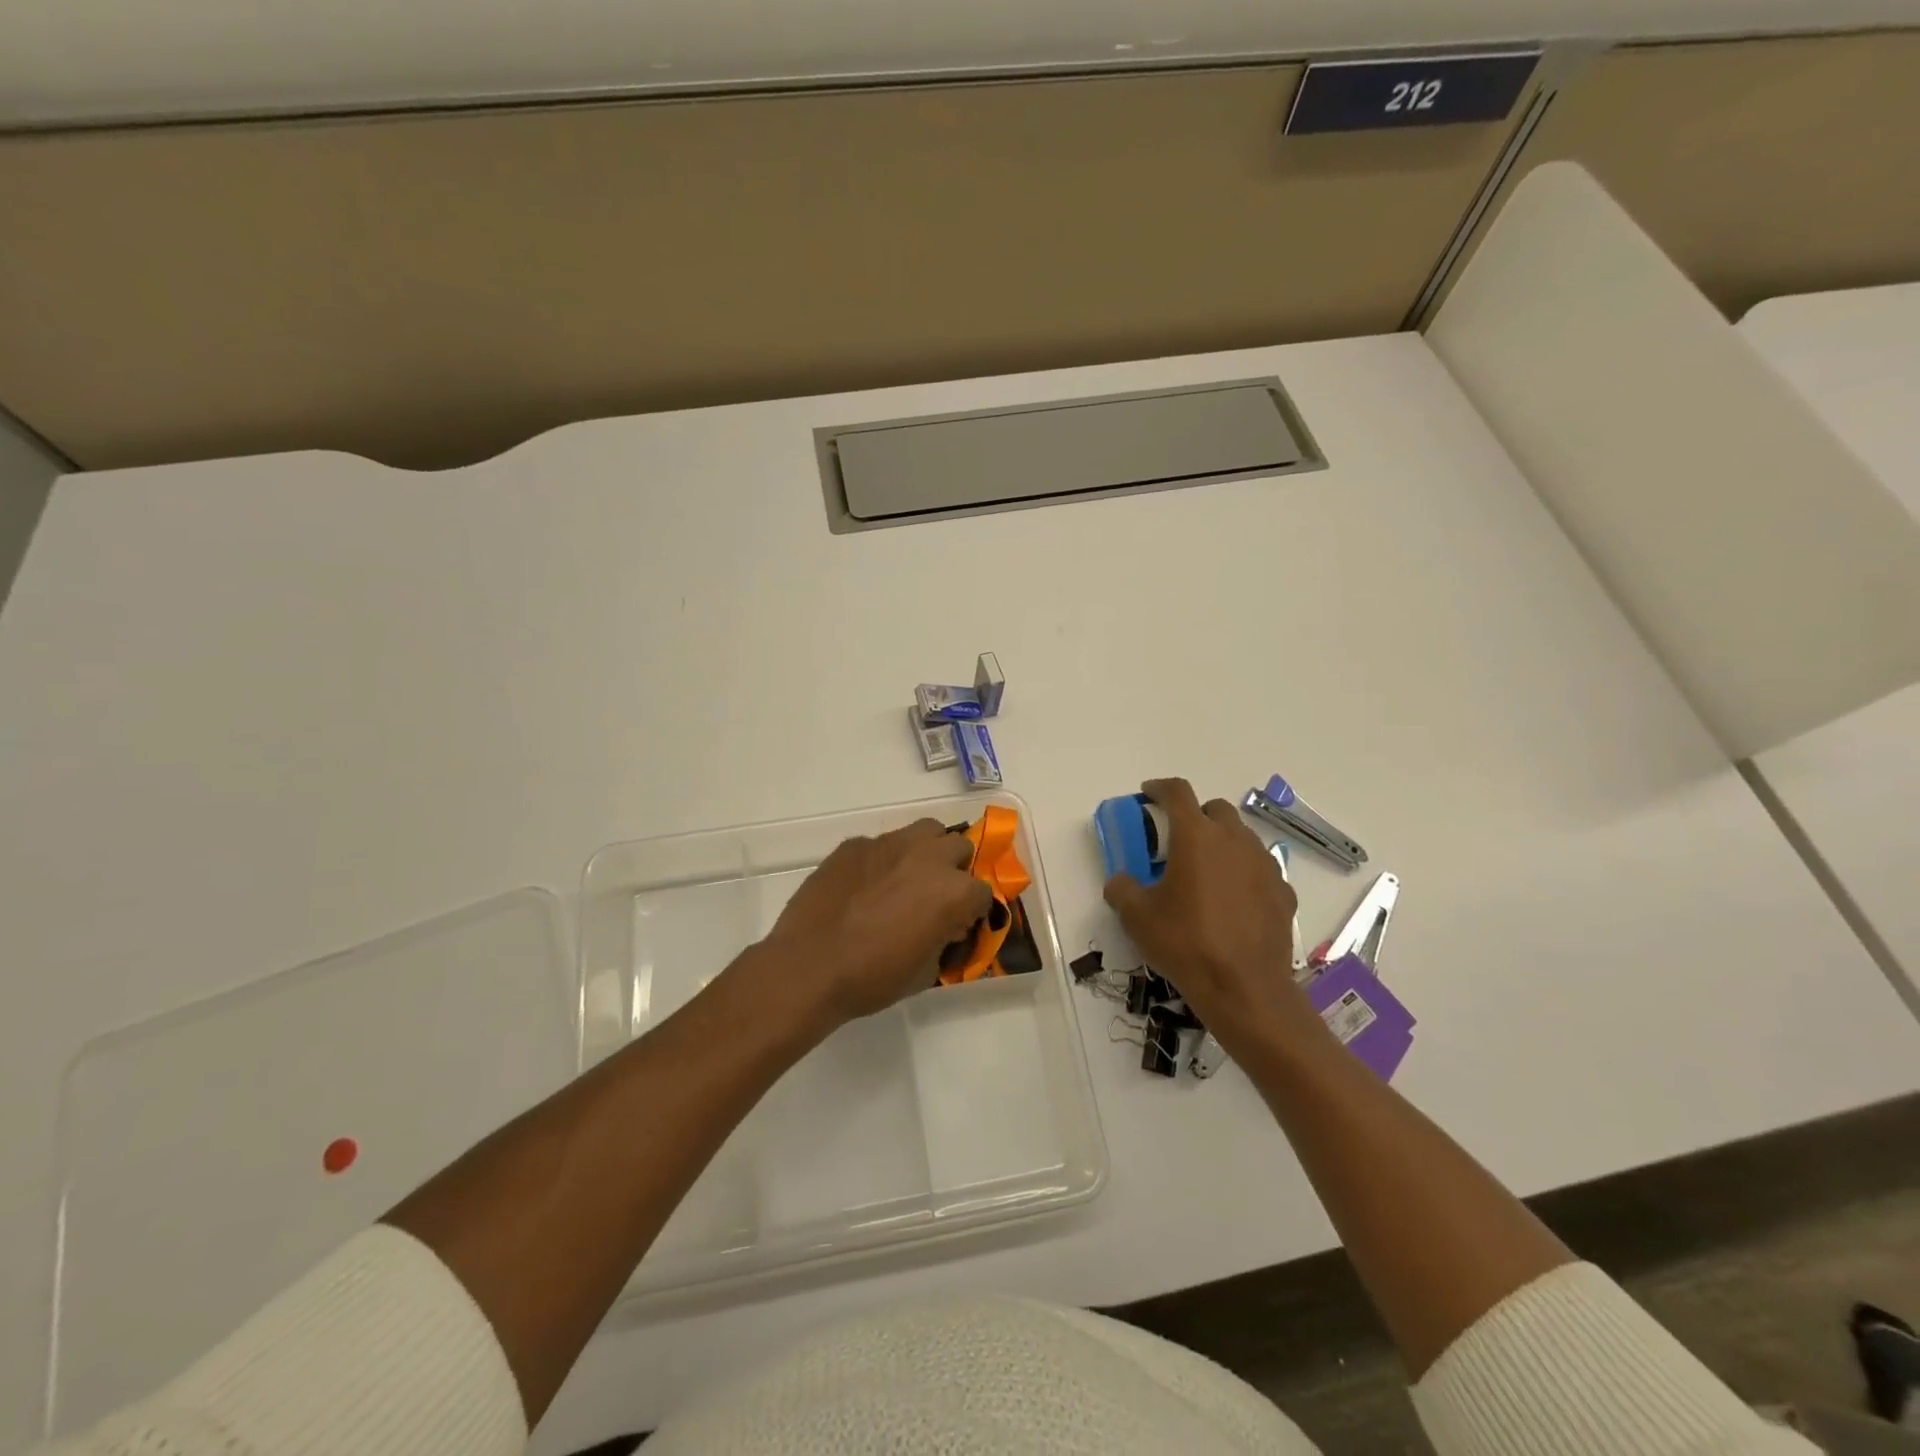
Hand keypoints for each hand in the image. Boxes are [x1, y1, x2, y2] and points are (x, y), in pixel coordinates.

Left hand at [762, 819, 992, 1024]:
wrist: (809, 966)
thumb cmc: (873, 978)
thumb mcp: (925, 972)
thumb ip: (944, 940)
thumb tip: (944, 928)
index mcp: (953, 891)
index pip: (983, 893)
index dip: (972, 911)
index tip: (957, 925)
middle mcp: (928, 857)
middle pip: (959, 847)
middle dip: (954, 870)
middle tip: (935, 896)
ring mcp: (889, 844)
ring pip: (925, 831)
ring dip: (926, 850)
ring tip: (907, 877)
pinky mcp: (855, 844)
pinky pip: (881, 844)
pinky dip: (883, 860)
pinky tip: (864, 886)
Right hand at [1103, 778, 1320, 1056]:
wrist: (1244, 989)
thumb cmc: (1185, 943)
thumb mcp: (1137, 917)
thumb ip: (1122, 889)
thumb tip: (1120, 882)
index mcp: (1196, 837)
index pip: (1177, 793)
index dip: (1159, 788)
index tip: (1148, 793)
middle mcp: (1234, 840)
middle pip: (1215, 809)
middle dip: (1195, 815)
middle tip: (1176, 840)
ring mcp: (1264, 865)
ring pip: (1241, 837)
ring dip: (1221, 843)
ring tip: (1205, 873)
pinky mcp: (1283, 892)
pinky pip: (1260, 870)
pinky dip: (1243, 874)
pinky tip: (1232, 902)